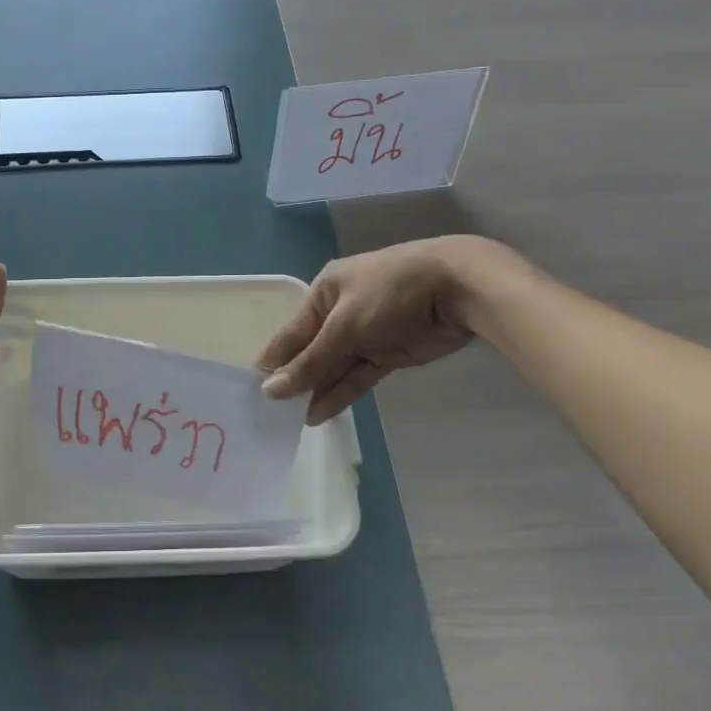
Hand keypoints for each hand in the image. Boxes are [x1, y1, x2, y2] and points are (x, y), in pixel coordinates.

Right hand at [257, 237, 522, 423]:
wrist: (457, 289)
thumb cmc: (389, 294)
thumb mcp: (344, 327)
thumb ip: (310, 362)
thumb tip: (270, 389)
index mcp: (324, 292)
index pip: (291, 331)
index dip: (274, 360)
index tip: (253, 389)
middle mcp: (340, 312)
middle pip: (311, 351)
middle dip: (294, 378)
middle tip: (269, 412)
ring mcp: (366, 334)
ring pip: (334, 367)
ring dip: (316, 390)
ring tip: (289, 421)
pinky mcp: (388, 354)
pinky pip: (356, 376)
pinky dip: (339, 394)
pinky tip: (317, 414)